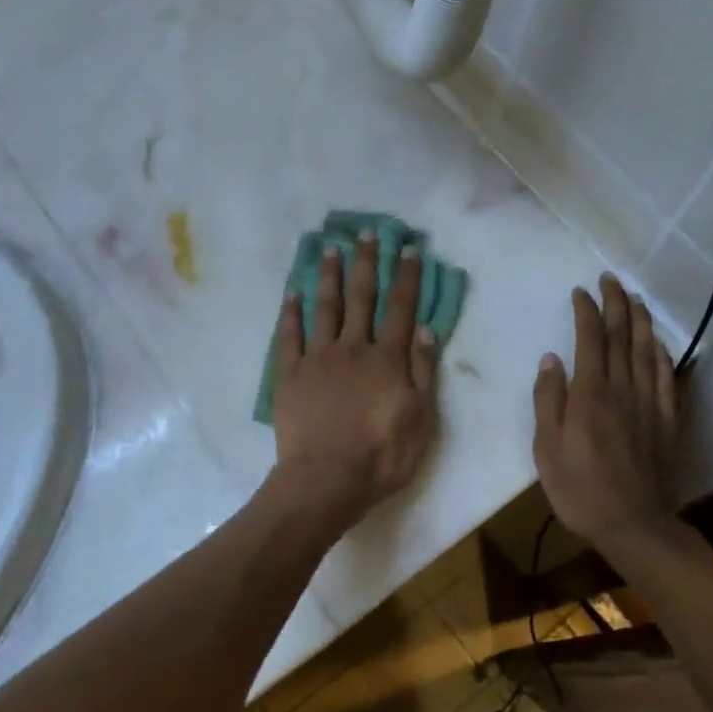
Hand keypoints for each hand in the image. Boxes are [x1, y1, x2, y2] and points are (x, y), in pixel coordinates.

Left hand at [271, 229, 440, 527]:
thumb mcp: (421, 420)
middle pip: (361, 298)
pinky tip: (292, 292)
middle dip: (366, 262)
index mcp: (387, 359)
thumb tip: (423, 329)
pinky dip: (291, 312)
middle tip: (366, 232)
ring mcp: (317, 359)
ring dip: (328, 276)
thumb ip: (422, 372)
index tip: (408, 248)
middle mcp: (353, 348)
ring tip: (330, 247)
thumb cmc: (381, 456)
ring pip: (325, 307)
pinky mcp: (290, 374)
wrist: (325, 480)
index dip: (406, 277)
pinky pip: (289, 336)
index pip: (400, 308)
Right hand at [533, 274, 679, 546]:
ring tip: (634, 299)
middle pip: (622, 338)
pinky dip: (662, 354)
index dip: (586, 312)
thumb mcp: (546, 449)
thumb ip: (548, 401)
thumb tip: (551, 360)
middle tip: (610, 280)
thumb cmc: (579, 490)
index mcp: (590, 396)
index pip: (590, 340)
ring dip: (640, 321)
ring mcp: (649, 404)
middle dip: (616, 304)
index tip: (580, 291)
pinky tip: (658, 343)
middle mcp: (622, 390)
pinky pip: (667, 378)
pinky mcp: (666, 421)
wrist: (633, 524)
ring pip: (647, 351)